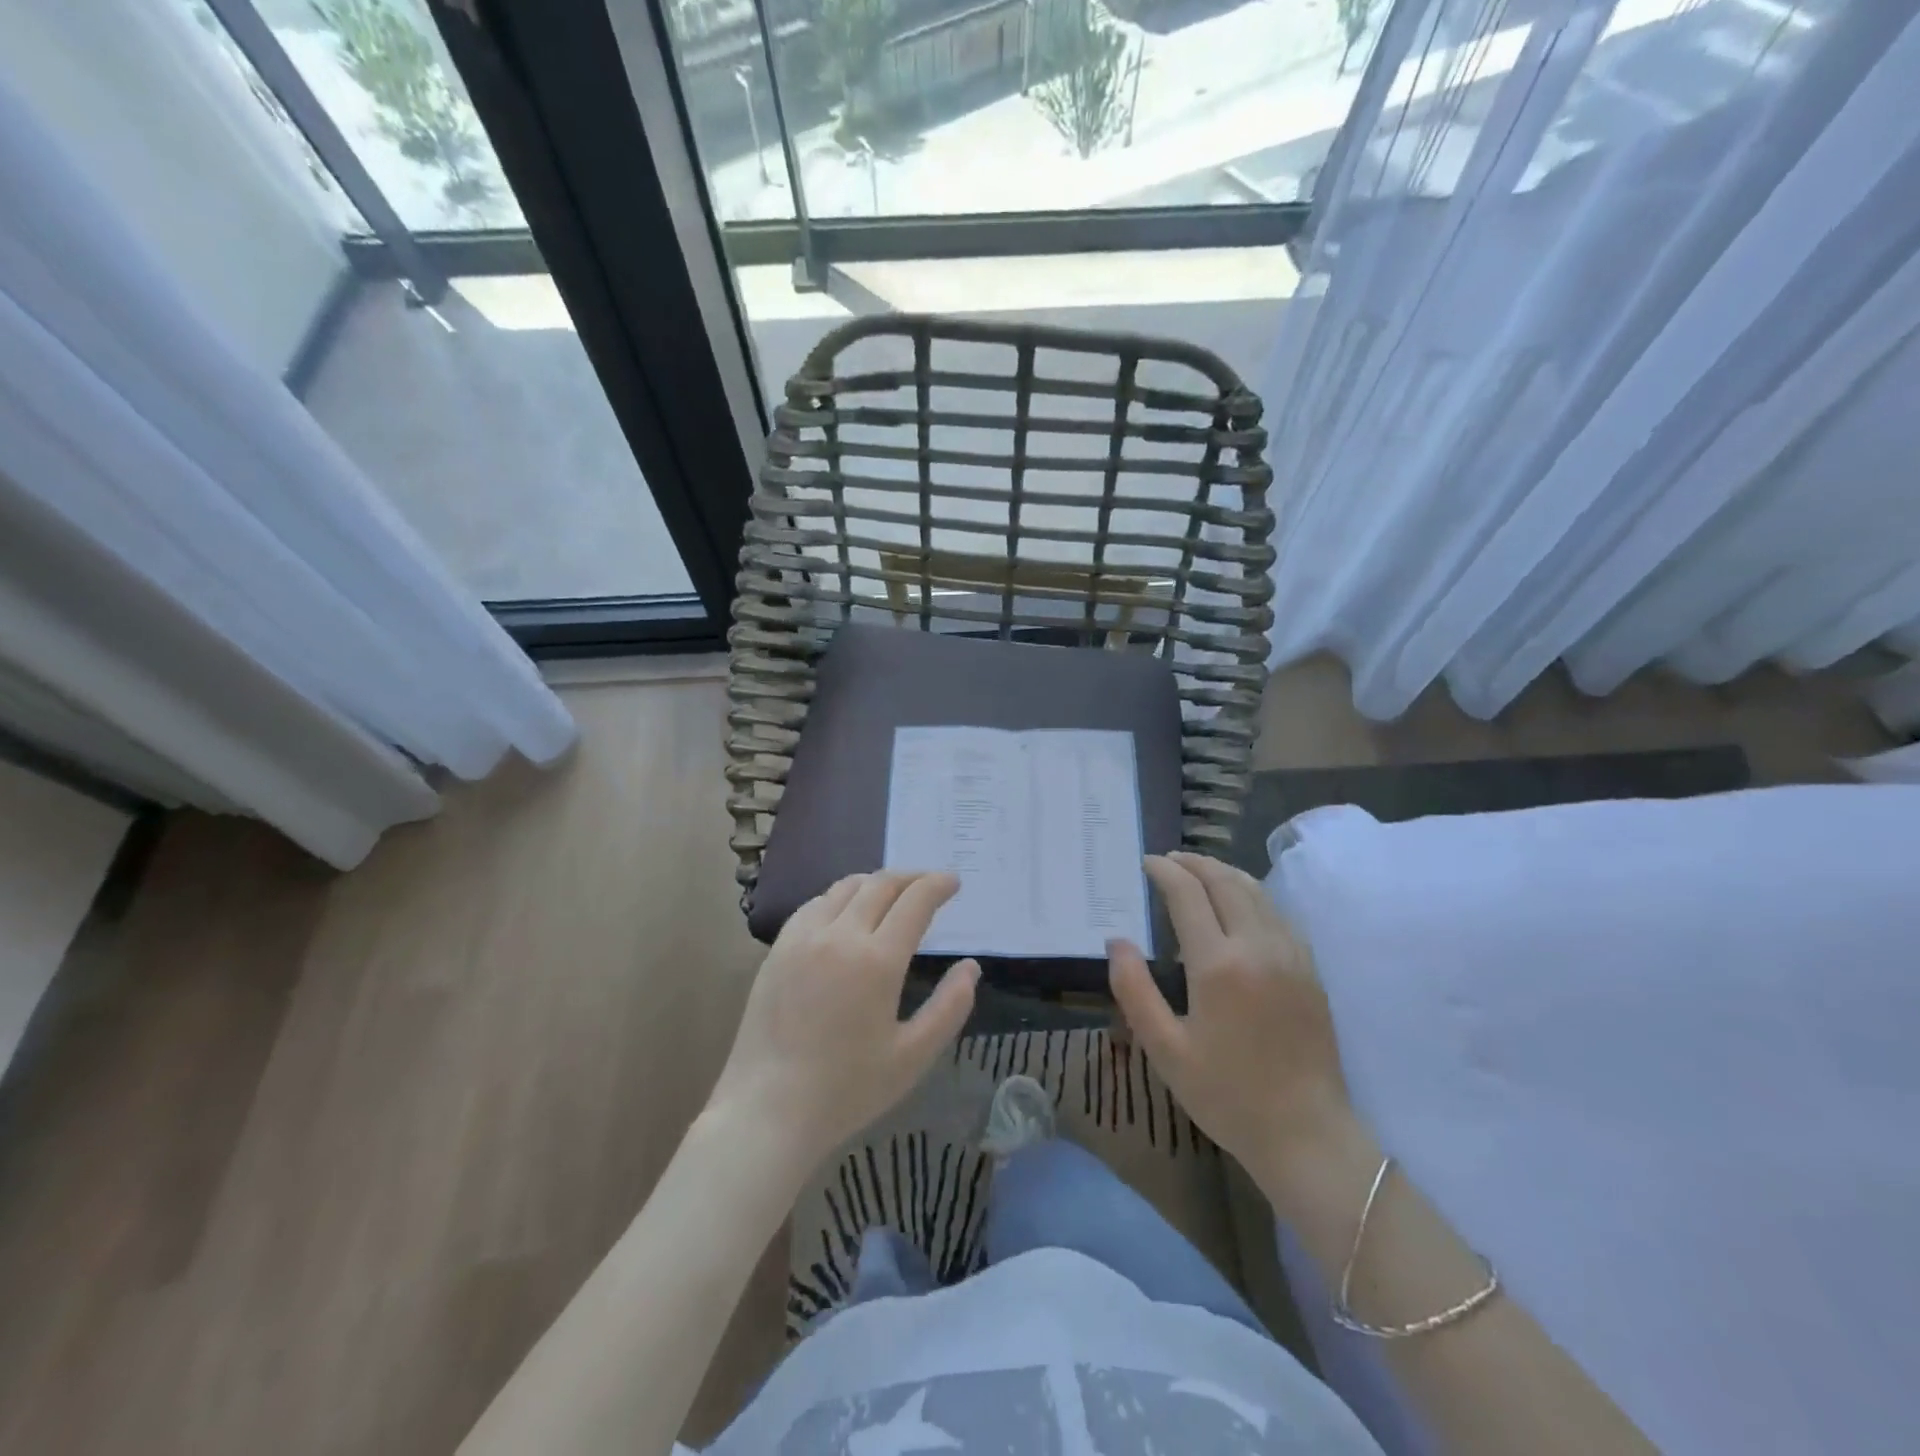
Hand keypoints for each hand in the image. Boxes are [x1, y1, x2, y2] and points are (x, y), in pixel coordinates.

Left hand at [708, 872, 978, 1171]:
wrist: (767, 1110)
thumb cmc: (846, 1090)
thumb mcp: (913, 1056)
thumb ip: (949, 1007)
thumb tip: (971, 967)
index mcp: (877, 960)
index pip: (914, 901)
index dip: (937, 885)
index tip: (953, 882)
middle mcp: (840, 935)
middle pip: (880, 884)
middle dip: (910, 877)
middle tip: (928, 884)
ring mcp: (803, 938)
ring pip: (845, 888)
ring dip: (875, 883)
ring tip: (891, 894)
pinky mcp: (778, 949)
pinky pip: (814, 904)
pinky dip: (840, 897)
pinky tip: (845, 912)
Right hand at [1109, 852, 1352, 1194]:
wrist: (1306, 1133)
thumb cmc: (1226, 1094)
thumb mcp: (1165, 1049)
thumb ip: (1134, 989)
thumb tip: (1116, 941)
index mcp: (1217, 964)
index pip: (1187, 895)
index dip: (1164, 871)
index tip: (1146, 863)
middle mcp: (1257, 946)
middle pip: (1224, 882)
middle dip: (1193, 863)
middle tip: (1168, 860)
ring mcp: (1290, 954)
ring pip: (1255, 891)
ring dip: (1223, 872)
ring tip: (1199, 871)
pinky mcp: (1310, 968)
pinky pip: (1277, 912)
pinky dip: (1251, 893)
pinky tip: (1239, 903)